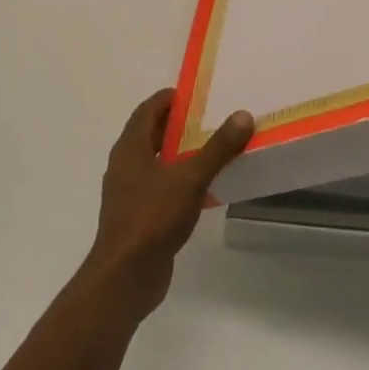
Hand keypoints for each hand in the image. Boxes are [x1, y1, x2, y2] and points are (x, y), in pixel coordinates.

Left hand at [82, 89, 253, 316]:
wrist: (126, 275)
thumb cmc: (153, 217)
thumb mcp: (190, 179)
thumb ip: (217, 148)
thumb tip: (242, 115)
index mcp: (130, 149)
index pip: (146, 111)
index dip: (166, 100)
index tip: (190, 94)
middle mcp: (125, 166)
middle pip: (149, 135)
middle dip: (175, 124)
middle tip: (207, 118)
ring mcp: (129, 193)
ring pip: (154, 162)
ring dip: (178, 152)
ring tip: (210, 148)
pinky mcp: (137, 216)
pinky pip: (159, 186)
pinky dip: (178, 178)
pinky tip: (202, 186)